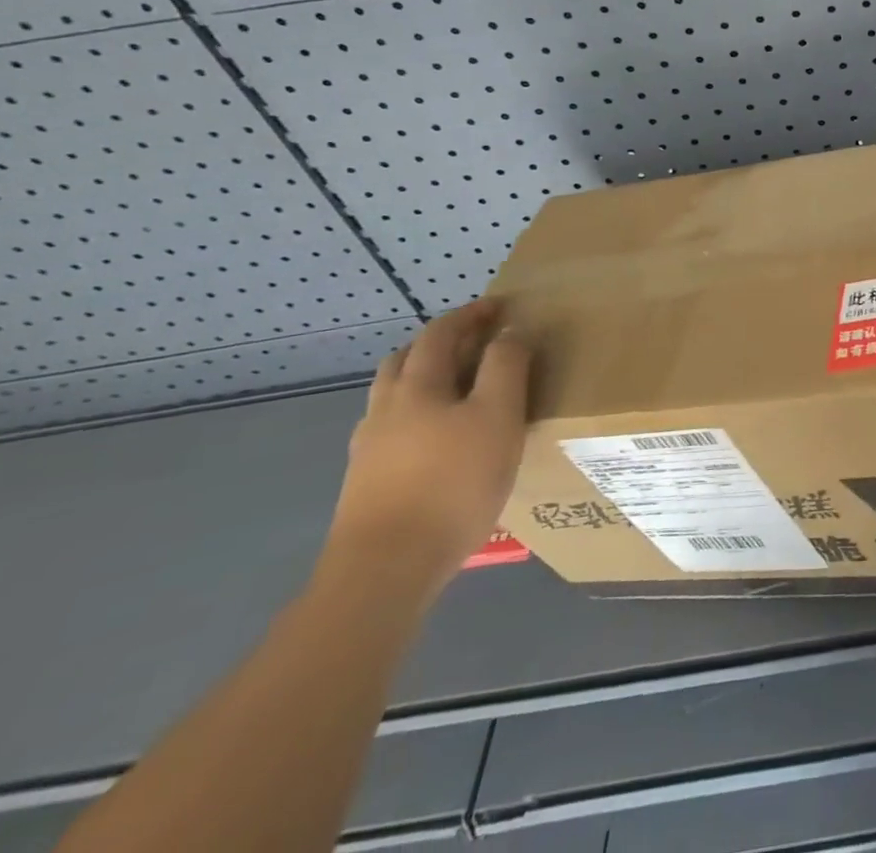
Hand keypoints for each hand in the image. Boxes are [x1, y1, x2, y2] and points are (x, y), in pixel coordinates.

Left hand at [322, 300, 530, 601]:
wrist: (385, 569)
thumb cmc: (453, 482)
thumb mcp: (498, 415)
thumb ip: (506, 366)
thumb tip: (510, 329)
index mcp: (418, 385)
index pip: (443, 332)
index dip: (473, 314)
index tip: (502, 307)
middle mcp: (386, 407)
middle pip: (408, 358)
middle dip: (442, 341)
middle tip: (479, 341)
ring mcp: (370, 447)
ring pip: (395, 394)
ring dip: (425, 377)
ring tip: (460, 386)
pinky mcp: (366, 482)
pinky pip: (393, 427)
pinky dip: (417, 413)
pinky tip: (438, 437)